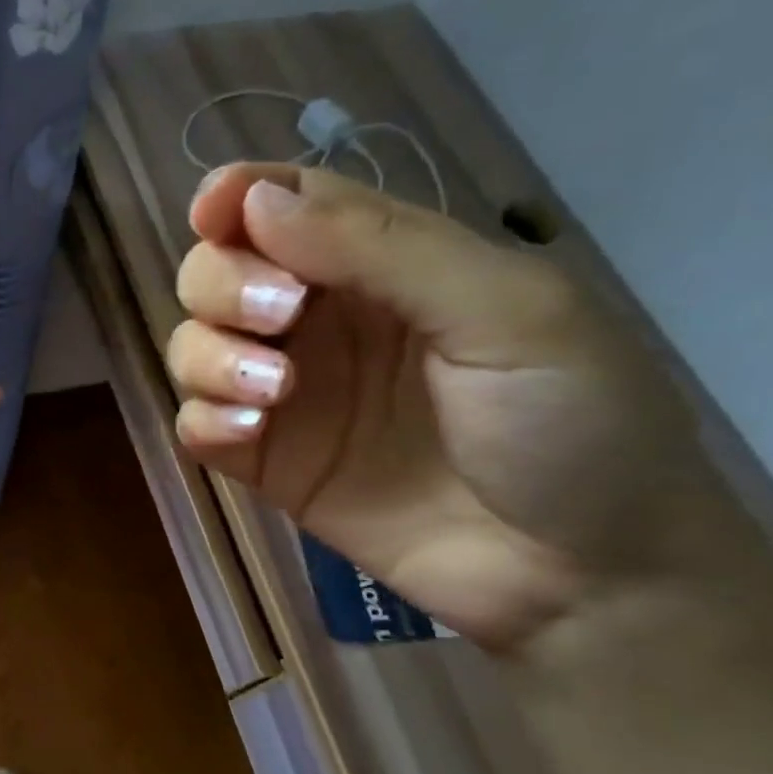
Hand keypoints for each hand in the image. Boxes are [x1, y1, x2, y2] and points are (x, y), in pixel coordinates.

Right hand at [168, 164, 734, 650]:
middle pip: (219, 271)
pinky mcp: (266, 463)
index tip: (214, 212)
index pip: (285, 206)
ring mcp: (288, 396)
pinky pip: (196, 425)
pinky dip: (203, 419)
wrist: (579, 575)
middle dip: (224, 283)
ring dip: (210, 355)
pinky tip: (248, 435)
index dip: (237, 197)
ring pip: (193, 345)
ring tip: (270, 393)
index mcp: (383, 265)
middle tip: (279, 319)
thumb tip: (256, 200)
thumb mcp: (504, 311)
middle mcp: (321, 322)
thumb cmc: (571, 422)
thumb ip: (382, 247)